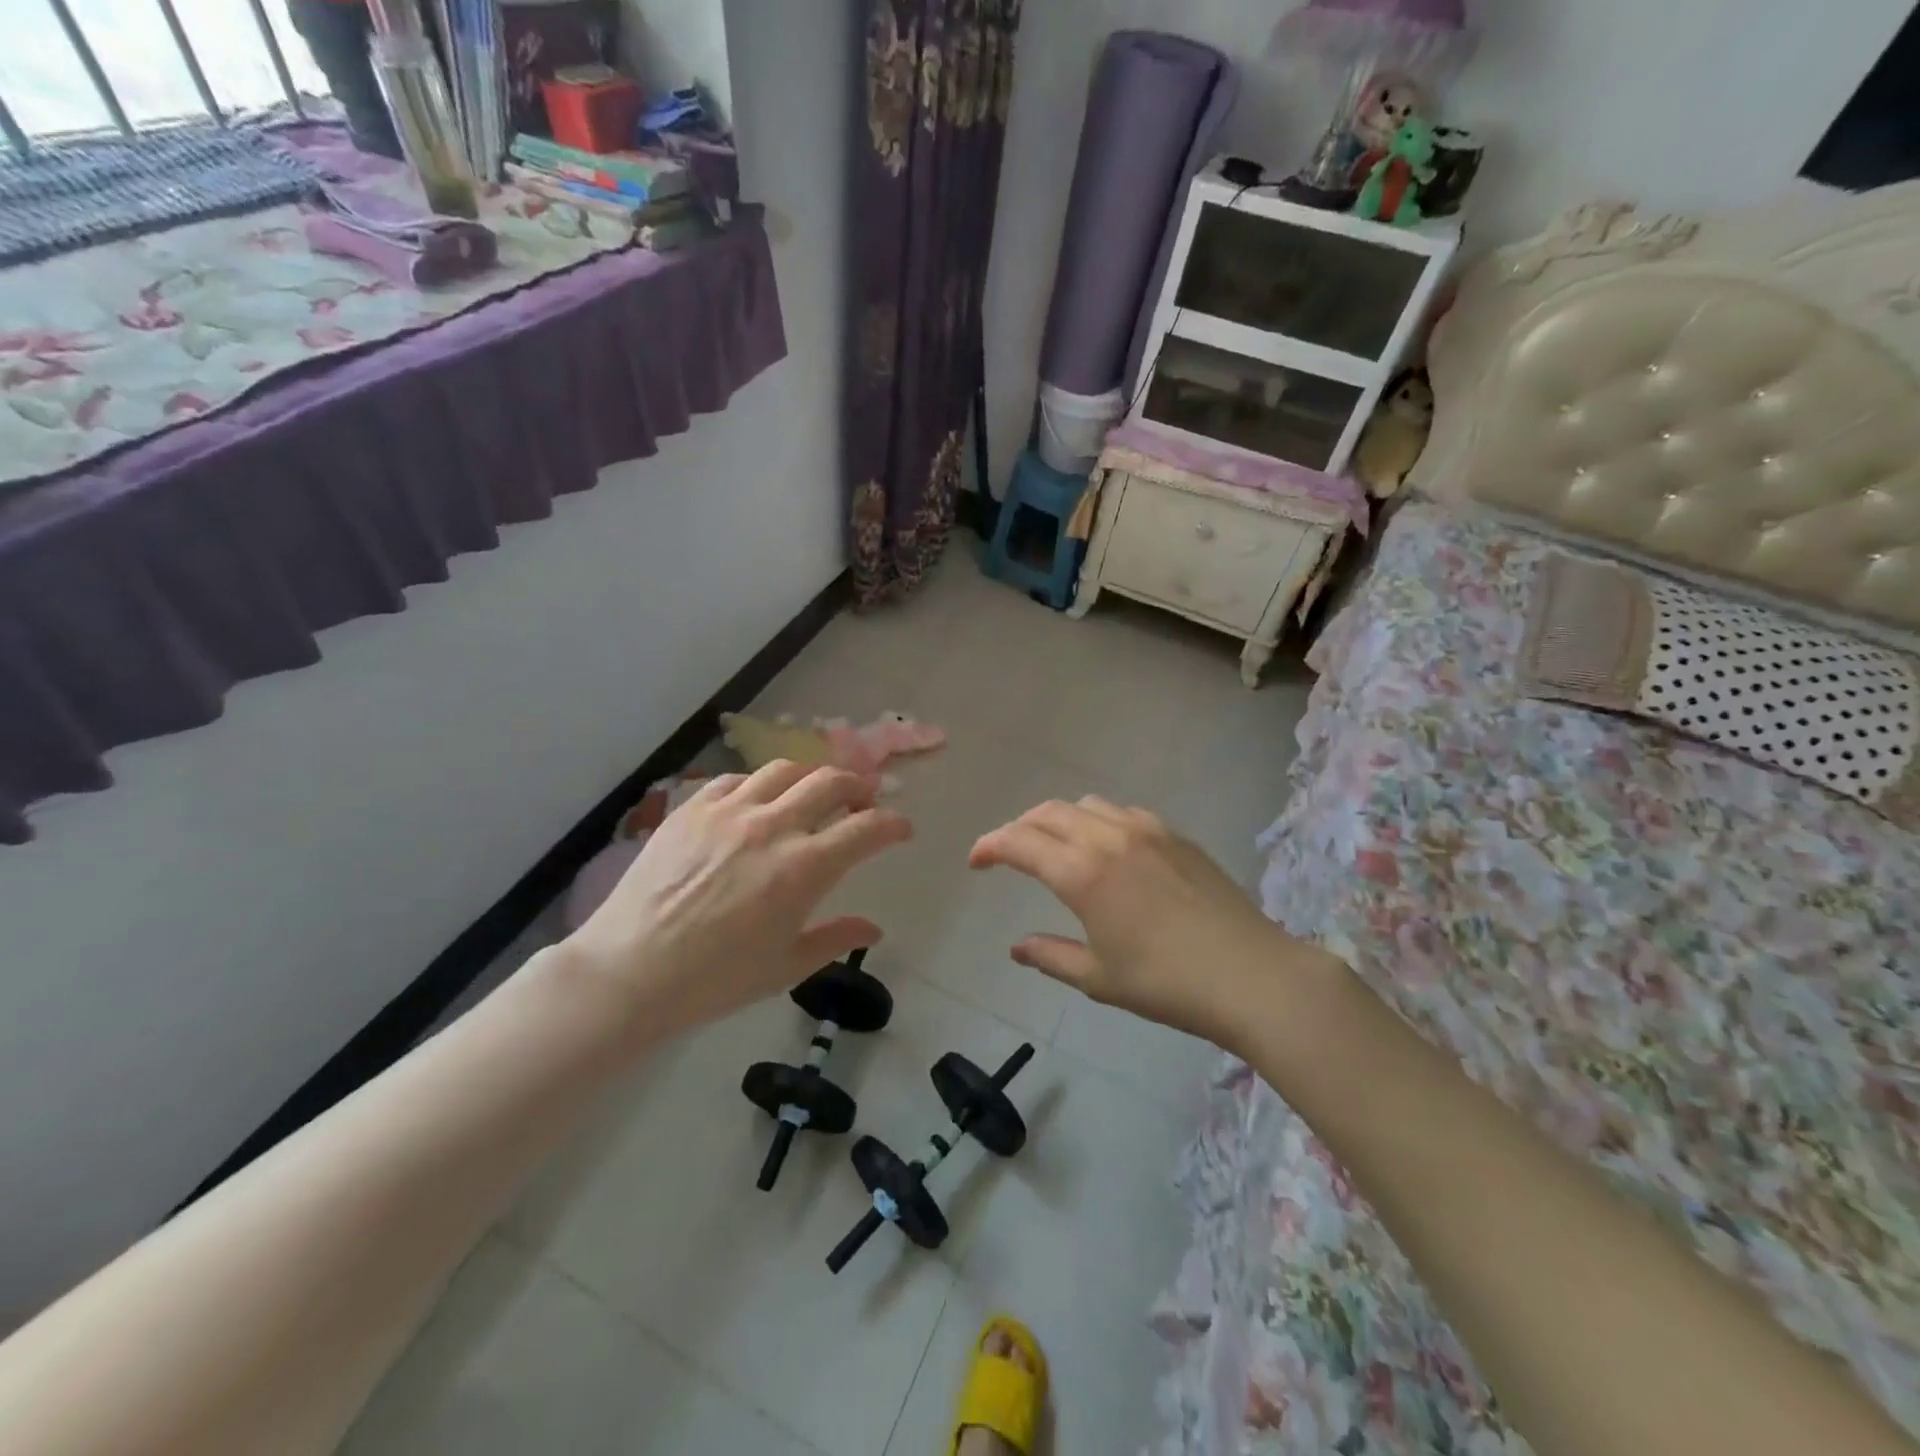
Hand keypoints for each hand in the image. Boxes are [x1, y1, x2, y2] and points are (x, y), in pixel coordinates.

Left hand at [561, 761, 911, 1038]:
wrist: (629, 971)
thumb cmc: (715, 979)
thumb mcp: (786, 966)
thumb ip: (836, 938)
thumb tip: (875, 927)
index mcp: (804, 868)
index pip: (866, 828)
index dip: (894, 824)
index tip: (902, 828)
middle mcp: (773, 826)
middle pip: (831, 782)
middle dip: (859, 787)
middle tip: (864, 799)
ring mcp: (729, 811)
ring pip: (785, 769)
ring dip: (812, 776)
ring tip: (815, 791)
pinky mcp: (692, 807)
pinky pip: (737, 779)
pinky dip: (760, 785)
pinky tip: (758, 801)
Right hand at [968, 797, 1318, 1046]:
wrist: (1251, 975)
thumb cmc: (1167, 984)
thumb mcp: (1099, 978)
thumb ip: (1051, 956)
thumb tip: (1017, 947)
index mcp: (1082, 873)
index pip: (1019, 842)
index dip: (989, 846)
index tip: (976, 861)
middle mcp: (1108, 838)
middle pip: (1047, 812)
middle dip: (1018, 828)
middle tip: (1007, 853)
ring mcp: (1146, 830)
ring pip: (1085, 805)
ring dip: (1057, 819)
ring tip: (1054, 846)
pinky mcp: (1175, 834)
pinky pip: (1122, 812)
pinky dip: (1097, 821)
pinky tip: (1105, 848)